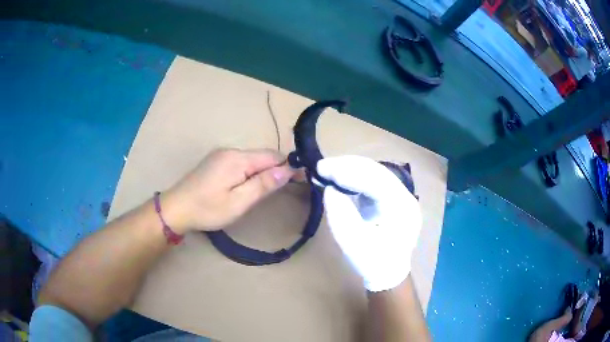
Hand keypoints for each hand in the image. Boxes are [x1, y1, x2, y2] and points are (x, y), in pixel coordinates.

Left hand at [162, 148, 293, 232]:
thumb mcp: (239, 202)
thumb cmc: (207, 209)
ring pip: (252, 160)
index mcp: (237, 158)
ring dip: (264, 171)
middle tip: (286, 188)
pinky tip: (249, 185)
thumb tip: (288, 169)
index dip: (289, 166)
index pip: (272, 156)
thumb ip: (263, 184)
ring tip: (269, 190)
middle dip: (277, 169)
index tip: (302, 179)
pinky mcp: (216, 162)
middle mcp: (230, 151)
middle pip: (262, 156)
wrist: (175, 209)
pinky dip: (251, 172)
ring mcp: (221, 155)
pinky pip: (241, 163)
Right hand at [317, 155, 421, 291]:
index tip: (322, 168)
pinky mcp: (390, 200)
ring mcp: (399, 197)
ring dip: (349, 170)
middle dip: (347, 166)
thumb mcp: (353, 243)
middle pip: (376, 171)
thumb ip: (341, 214)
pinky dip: (353, 179)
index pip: (375, 179)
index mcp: (402, 207)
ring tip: (326, 171)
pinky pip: (372, 182)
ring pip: (374, 174)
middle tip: (321, 166)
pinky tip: (339, 180)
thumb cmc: (373, 263)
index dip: (348, 171)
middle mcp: (405, 196)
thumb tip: (330, 189)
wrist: (388, 275)